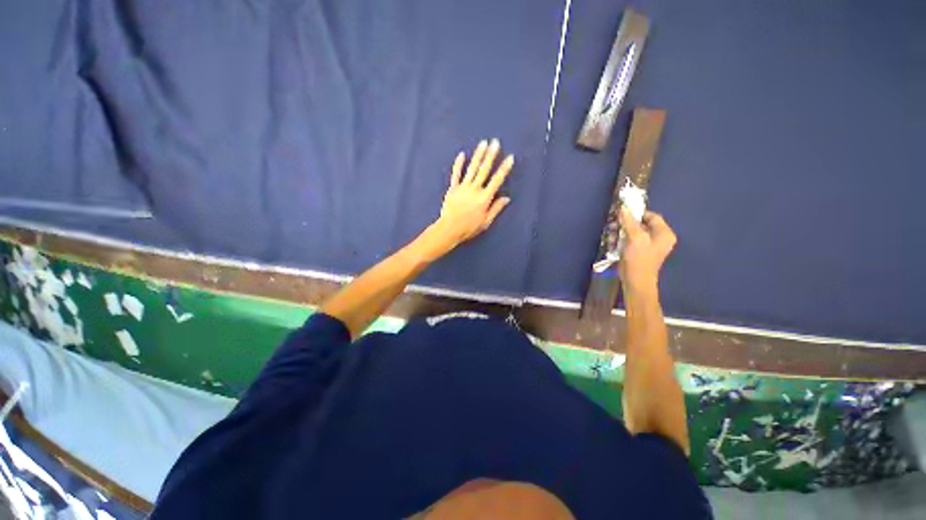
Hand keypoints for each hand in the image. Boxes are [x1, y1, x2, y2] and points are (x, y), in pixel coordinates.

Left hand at [423, 139, 513, 256]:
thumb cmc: (469, 228)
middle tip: (496, 142)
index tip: (510, 158)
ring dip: (478, 155)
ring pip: (472, 168)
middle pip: (484, 170)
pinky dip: (459, 164)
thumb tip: (507, 198)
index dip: (504, 168)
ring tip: (483, 143)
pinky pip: (456, 174)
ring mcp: (463, 187)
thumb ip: (496, 208)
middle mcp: (474, 189)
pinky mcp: (452, 188)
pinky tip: (462, 154)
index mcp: (484, 198)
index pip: (497, 180)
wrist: (449, 229)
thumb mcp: (486, 222)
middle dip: (491, 155)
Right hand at [619, 207, 676, 295]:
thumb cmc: (639, 259)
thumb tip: (623, 208)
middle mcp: (659, 238)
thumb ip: (629, 222)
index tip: (622, 214)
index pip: (652, 216)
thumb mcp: (634, 238)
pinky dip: (621, 240)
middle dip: (625, 224)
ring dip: (620, 232)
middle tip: (613, 225)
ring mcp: (649, 245)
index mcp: (664, 233)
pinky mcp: (639, 251)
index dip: (637, 213)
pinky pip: (630, 240)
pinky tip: (613, 242)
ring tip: (611, 235)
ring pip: (633, 232)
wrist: (636, 281)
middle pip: (641, 224)